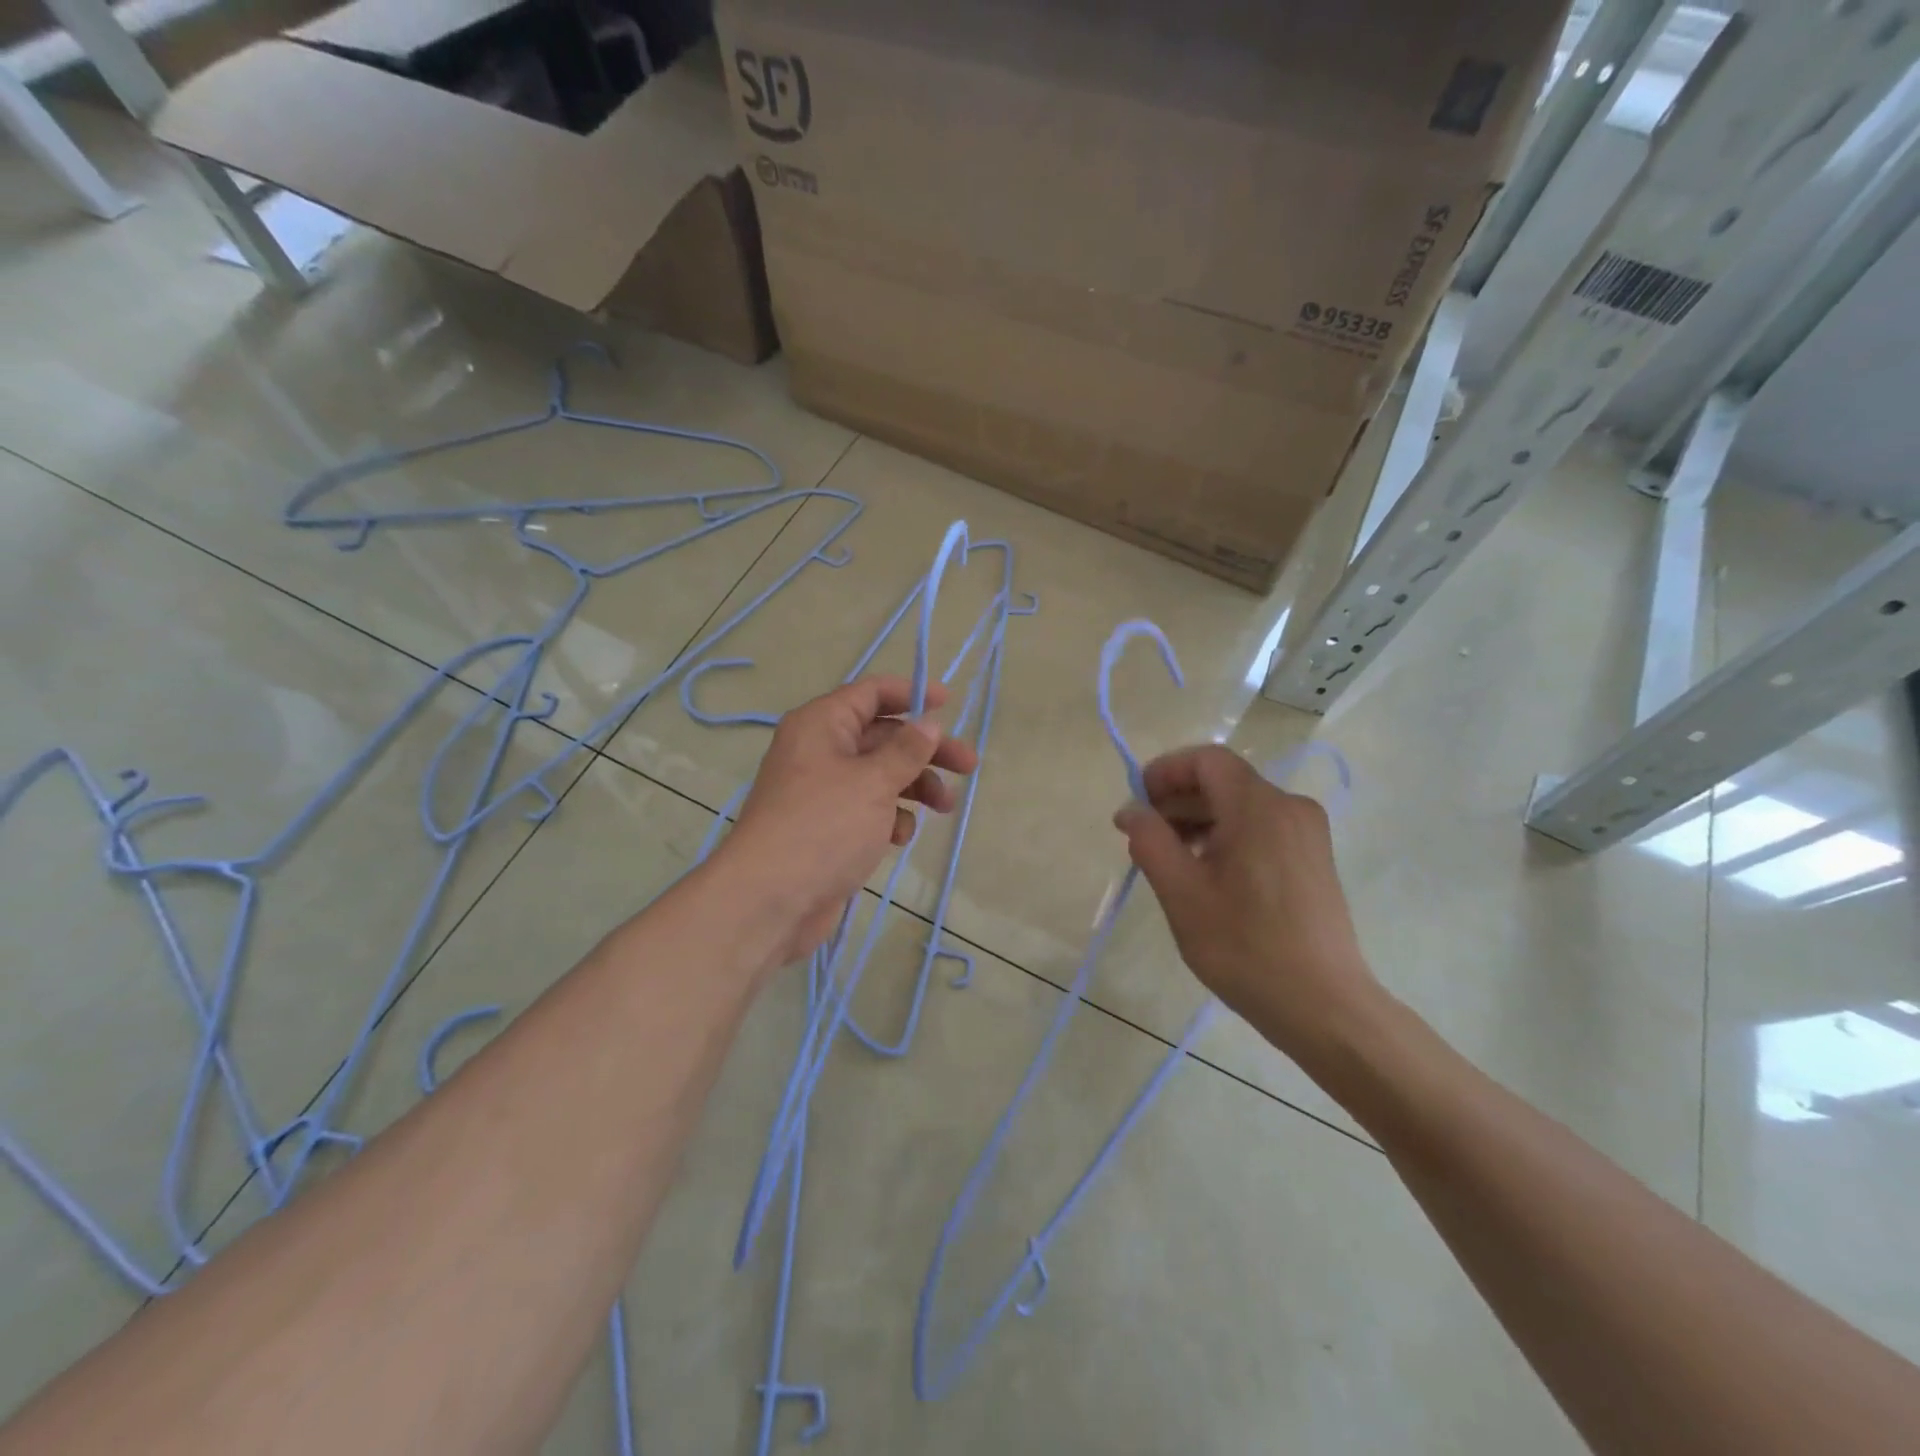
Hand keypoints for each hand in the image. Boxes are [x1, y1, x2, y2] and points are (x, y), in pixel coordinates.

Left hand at [721, 675, 978, 967]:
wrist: (770, 900)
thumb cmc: (823, 827)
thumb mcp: (872, 782)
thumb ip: (906, 750)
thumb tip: (928, 722)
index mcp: (821, 725)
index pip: (870, 693)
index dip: (910, 693)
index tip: (948, 704)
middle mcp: (820, 751)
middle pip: (883, 736)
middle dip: (925, 750)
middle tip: (968, 765)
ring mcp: (823, 792)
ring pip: (880, 775)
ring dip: (915, 786)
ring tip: (945, 807)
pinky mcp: (829, 828)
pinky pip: (868, 809)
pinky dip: (890, 817)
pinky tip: (899, 837)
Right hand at [1113, 745, 1382, 1063]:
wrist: (1322, 1005)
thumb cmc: (1244, 946)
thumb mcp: (1181, 892)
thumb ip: (1149, 840)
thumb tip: (1131, 810)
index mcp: (1259, 807)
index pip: (1206, 759)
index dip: (1165, 771)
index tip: (1137, 804)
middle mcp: (1289, 807)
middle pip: (1223, 781)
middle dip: (1177, 800)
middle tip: (1143, 838)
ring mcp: (1307, 833)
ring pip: (1240, 806)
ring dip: (1199, 821)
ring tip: (1170, 861)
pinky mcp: (1312, 859)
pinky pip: (1260, 829)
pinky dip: (1226, 837)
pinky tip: (1207, 875)